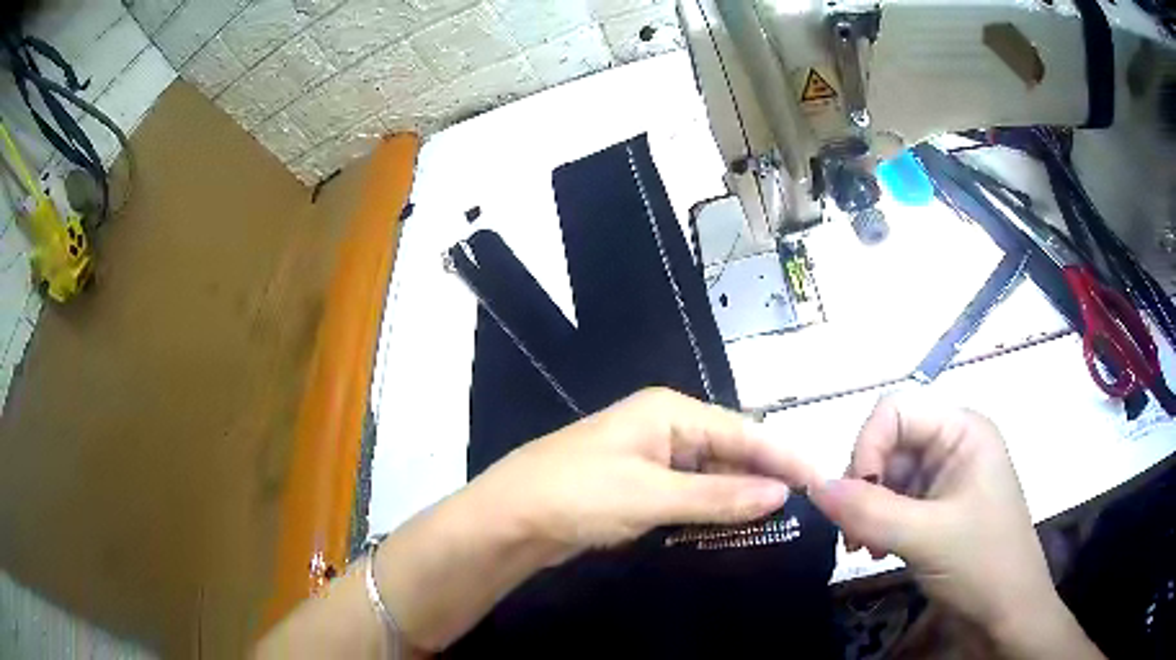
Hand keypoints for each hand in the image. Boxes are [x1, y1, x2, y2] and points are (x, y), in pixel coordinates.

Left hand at [473, 387, 819, 555]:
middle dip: (765, 476)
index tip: (821, 480)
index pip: (743, 431)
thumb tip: (780, 495)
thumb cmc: (579, 494)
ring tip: (782, 518)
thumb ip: (719, 495)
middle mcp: (664, 426)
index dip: (783, 457)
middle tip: (806, 506)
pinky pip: (689, 492)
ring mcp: (651, 457)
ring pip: (712, 474)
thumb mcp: (653, 496)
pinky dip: (713, 507)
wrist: (510, 518)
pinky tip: (736, 523)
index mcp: (669, 411)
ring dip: (741, 495)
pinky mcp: (640, 485)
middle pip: (730, 450)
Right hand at [808, 394, 1100, 657]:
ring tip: (865, 548)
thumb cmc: (982, 563)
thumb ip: (869, 511)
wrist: (1007, 613)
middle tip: (853, 534)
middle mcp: (953, 444)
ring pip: (887, 476)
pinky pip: (895, 501)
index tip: (852, 497)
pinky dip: (877, 523)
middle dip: (864, 486)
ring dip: (867, 510)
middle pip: (889, 443)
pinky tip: (876, 550)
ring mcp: (945, 477)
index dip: (867, 446)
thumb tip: (814, 486)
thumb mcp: (926, 537)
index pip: (896, 411)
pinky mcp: (937, 507)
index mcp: (962, 430)